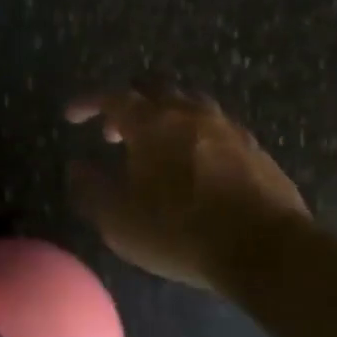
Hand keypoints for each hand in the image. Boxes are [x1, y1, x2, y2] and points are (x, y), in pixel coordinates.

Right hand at [65, 88, 308, 288]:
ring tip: (155, 144)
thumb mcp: (119, 220)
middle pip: (154, 89)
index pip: (111, 98)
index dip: (88, 103)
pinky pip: (216, 127)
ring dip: (165, 115)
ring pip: (189, 103)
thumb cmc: (179, 231)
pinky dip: (194, 134)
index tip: (71, 116)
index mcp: (151, 124)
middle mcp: (188, 114)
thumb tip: (77, 166)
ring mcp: (227, 128)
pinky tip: (194, 162)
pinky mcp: (254, 148)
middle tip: (114, 130)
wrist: (264, 247)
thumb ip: (91, 189)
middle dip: (128, 103)